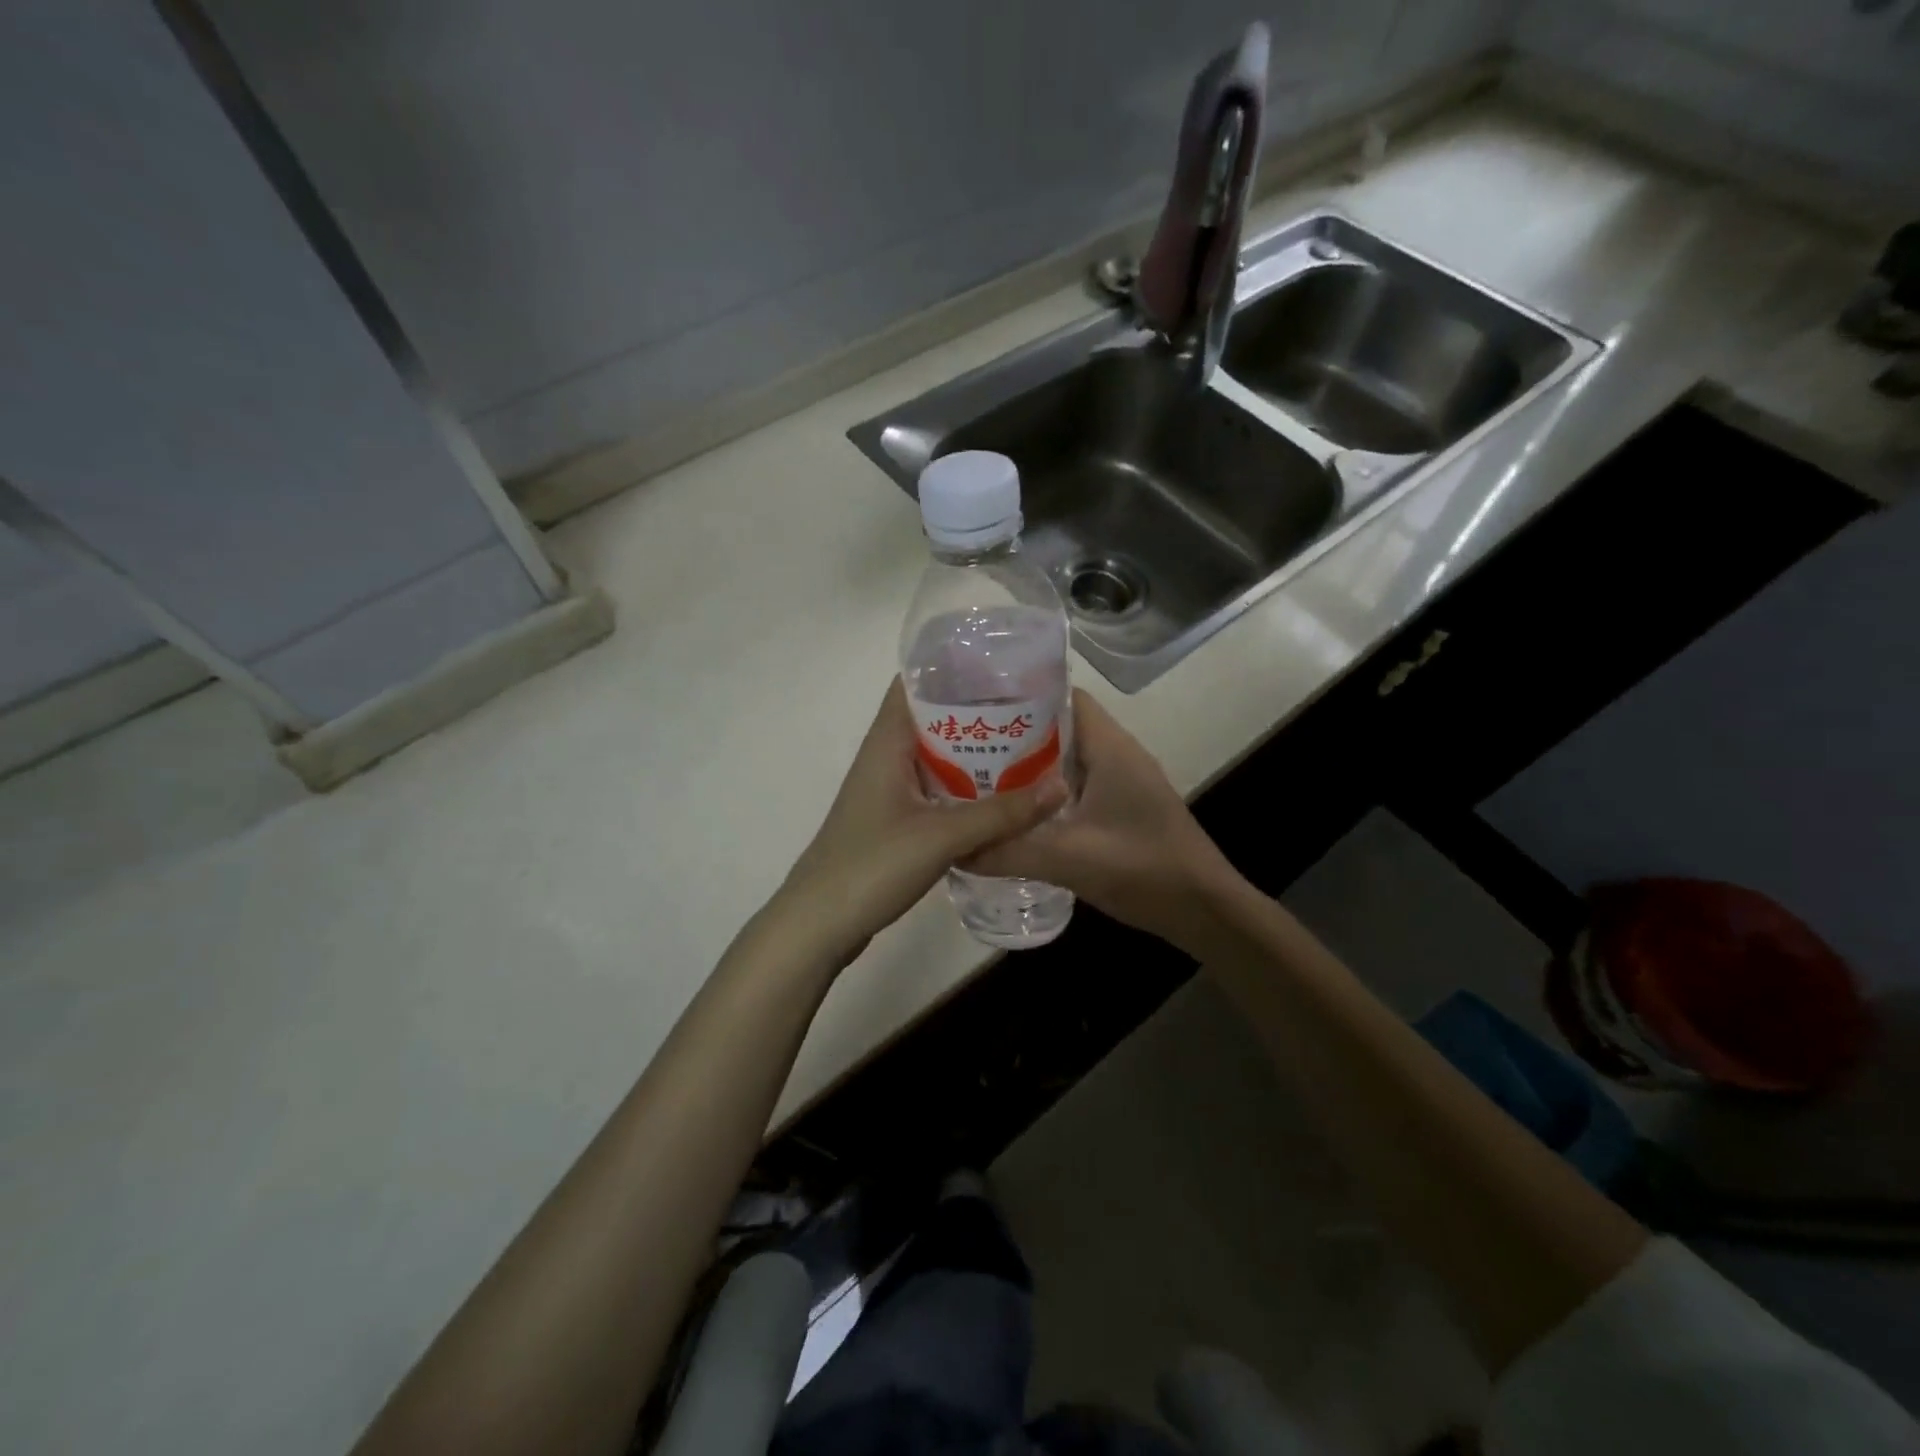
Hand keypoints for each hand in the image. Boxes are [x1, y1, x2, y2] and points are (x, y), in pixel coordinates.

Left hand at [768, 681, 1069, 966]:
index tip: (1003, 665)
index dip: (954, 667)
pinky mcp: (894, 820)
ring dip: (973, 752)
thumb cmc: (872, 865)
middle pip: (933, 718)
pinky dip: (964, 786)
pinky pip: (935, 788)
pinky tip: (1000, 796)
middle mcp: (885, 756)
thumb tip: (1061, 786)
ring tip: (1027, 745)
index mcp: (887, 741)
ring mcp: (888, 790)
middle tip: (1031, 709)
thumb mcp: (942, 836)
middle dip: (977, 711)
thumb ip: (1002, 813)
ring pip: (936, 756)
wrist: (819, 924)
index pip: (915, 682)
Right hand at [966, 690, 1237, 954]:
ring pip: (1067, 761)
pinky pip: (1077, 788)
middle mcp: (1117, 755)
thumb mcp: (1068, 858)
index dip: (1021, 697)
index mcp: (1110, 747)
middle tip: (965, 749)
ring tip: (980, 779)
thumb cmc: (1143, 868)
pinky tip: (1017, 816)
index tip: (977, 709)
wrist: (1204, 910)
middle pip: (1060, 728)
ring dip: (1029, 768)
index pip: (1063, 697)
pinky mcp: (1124, 809)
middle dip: (1014, 736)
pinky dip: (1047, 795)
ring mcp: (1123, 783)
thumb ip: (1009, 851)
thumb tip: (955, 849)